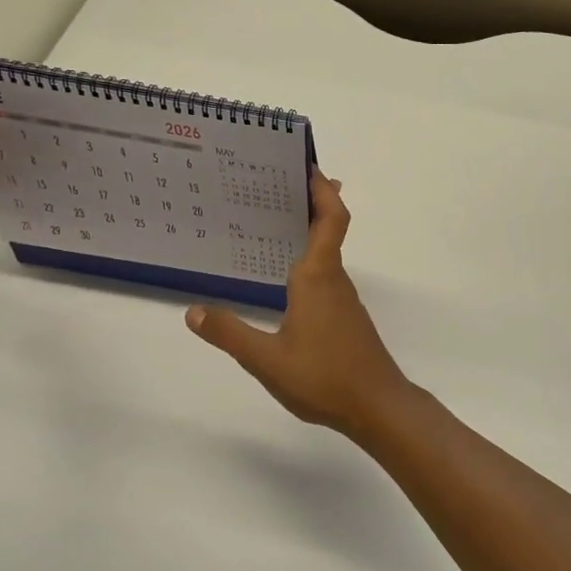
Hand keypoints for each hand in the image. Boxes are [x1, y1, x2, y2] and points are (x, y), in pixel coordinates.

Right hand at [186, 172, 412, 439]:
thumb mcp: (266, 359)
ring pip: (327, 254)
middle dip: (308, 202)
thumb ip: (230, 333)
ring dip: (307, 232)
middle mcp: (334, 280)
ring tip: (267, 224)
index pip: (329, 218)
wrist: (377, 406)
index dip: (322, 188)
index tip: (305, 164)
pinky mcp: (346, 318)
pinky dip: (308, 261)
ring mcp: (343, 300)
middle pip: (329, 228)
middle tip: (271, 185)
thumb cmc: (324, 377)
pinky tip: (285, 280)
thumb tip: (193, 310)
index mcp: (318, 277)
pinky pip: (326, 276)